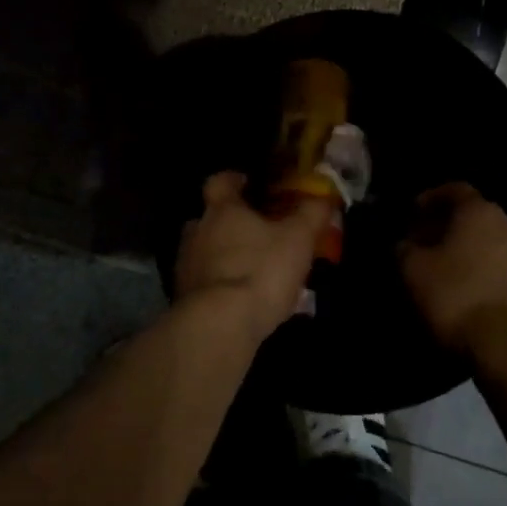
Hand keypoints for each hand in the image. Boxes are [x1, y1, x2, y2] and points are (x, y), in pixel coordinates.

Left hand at [175, 172, 331, 341]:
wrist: (220, 325)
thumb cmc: (261, 270)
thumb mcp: (298, 238)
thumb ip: (311, 214)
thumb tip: (322, 197)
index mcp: (222, 209)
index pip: (219, 182)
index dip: (233, 180)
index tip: (247, 184)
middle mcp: (197, 231)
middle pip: (209, 217)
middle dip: (229, 222)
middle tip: (255, 232)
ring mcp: (185, 265)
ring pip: (204, 251)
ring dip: (223, 255)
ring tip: (251, 269)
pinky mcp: (183, 297)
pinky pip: (203, 282)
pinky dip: (219, 284)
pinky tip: (240, 298)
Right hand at [398, 183, 506, 357]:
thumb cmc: (456, 297)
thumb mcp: (413, 271)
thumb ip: (405, 248)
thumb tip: (406, 244)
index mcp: (481, 213)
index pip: (456, 190)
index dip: (432, 198)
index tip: (415, 213)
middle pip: (480, 219)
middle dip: (456, 230)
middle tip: (433, 247)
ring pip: (499, 247)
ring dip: (479, 255)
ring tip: (457, 276)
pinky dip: (496, 279)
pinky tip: (480, 298)